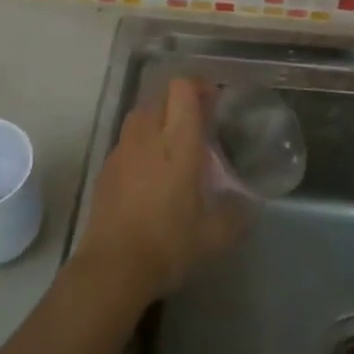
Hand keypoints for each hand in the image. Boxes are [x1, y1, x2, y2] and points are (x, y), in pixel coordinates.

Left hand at [72, 77, 245, 302]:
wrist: (113, 267)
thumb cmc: (169, 244)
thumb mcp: (215, 235)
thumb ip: (236, 213)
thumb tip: (246, 204)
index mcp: (177, 143)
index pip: (182, 89)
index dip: (198, 86)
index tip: (214, 101)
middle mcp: (147, 137)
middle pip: (160, 96)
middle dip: (180, 101)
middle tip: (199, 124)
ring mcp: (122, 150)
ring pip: (140, 115)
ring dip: (159, 118)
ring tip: (175, 144)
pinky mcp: (106, 168)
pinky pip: (127, 140)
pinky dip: (142, 142)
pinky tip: (152, 171)